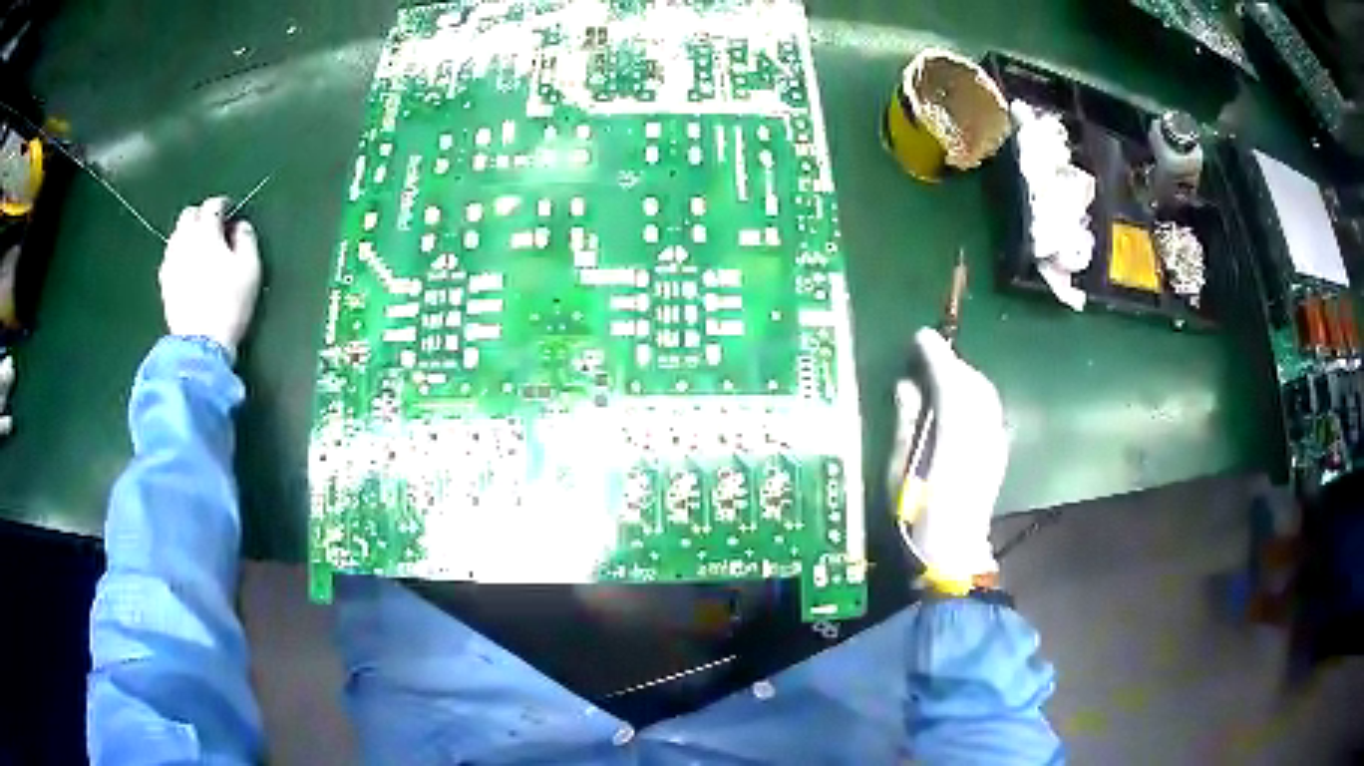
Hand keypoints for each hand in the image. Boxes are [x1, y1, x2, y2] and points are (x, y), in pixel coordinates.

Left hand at [159, 197, 260, 360]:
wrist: (200, 343)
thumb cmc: (230, 304)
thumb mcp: (250, 269)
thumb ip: (247, 239)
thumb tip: (239, 226)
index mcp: (207, 232)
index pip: (212, 205)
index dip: (222, 205)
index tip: (230, 212)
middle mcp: (185, 240)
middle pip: (189, 214)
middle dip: (201, 215)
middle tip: (213, 227)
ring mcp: (171, 261)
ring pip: (176, 234)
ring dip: (188, 234)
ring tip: (199, 247)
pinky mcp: (164, 282)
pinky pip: (170, 256)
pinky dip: (179, 253)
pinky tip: (186, 265)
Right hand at [888, 328, 1007, 589]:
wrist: (952, 551)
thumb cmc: (916, 514)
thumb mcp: (900, 467)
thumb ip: (908, 421)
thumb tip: (908, 385)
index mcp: (954, 433)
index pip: (949, 380)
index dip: (936, 354)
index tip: (920, 336)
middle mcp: (981, 430)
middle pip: (973, 382)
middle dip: (952, 363)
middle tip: (929, 356)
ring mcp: (994, 441)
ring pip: (985, 393)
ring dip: (965, 377)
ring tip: (943, 375)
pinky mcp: (998, 451)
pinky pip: (989, 408)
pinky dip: (974, 395)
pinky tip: (960, 402)